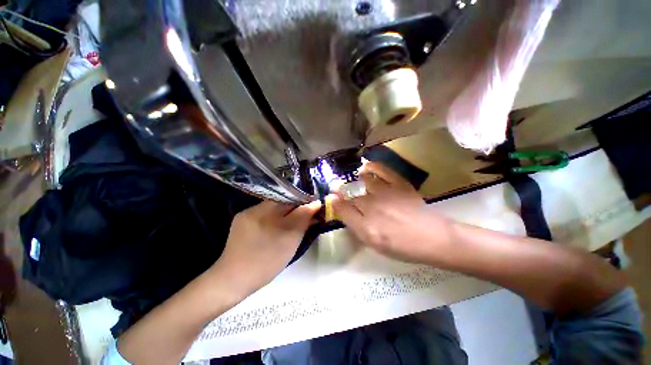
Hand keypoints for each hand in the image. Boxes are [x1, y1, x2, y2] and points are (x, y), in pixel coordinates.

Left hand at [210, 200, 321, 298]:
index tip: (315, 207)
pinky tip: (274, 224)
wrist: (233, 278)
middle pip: (284, 200)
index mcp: (271, 214)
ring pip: (274, 205)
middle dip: (296, 205)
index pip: (294, 199)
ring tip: (290, 220)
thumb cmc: (267, 263)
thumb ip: (304, 220)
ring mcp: (247, 212)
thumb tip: (315, 204)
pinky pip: (263, 210)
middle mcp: (258, 209)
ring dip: (285, 209)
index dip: (306, 202)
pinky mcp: (241, 217)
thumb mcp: (291, 242)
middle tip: (305, 214)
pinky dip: (273, 214)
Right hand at [332, 162, 447, 262]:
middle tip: (340, 190)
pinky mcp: (398, 184)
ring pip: (363, 181)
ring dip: (355, 181)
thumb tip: (341, 210)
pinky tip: (365, 167)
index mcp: (366, 226)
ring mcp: (386, 192)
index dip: (335, 202)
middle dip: (343, 192)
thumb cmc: (402, 246)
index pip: (343, 209)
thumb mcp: (374, 243)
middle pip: (352, 196)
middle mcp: (373, 206)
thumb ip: (356, 227)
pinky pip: (382, 170)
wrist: (433, 238)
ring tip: (354, 181)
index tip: (331, 197)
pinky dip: (371, 166)